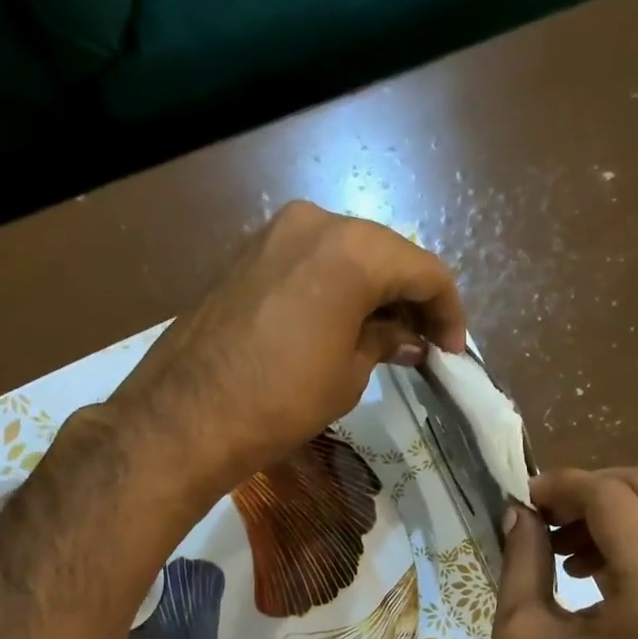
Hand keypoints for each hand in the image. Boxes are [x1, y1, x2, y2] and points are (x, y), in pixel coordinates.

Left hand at [105, 200, 464, 494]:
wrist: (185, 416)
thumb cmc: (281, 400)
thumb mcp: (348, 376)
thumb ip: (384, 343)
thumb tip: (407, 339)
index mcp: (353, 249)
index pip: (424, 271)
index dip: (449, 312)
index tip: (453, 352)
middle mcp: (316, 222)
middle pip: (386, 254)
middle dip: (412, 299)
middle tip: (424, 345)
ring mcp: (274, 232)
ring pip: (348, 255)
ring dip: (375, 293)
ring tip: (387, 340)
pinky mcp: (247, 253)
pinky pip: (311, 262)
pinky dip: (338, 288)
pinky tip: (344, 325)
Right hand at [493, 467, 637, 638]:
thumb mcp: (524, 635)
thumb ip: (521, 561)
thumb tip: (520, 510)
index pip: (613, 499)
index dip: (564, 486)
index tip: (527, 498)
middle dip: (593, 487)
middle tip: (547, 514)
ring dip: (615, 509)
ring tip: (566, 546)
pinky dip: (637, 533)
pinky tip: (596, 566)